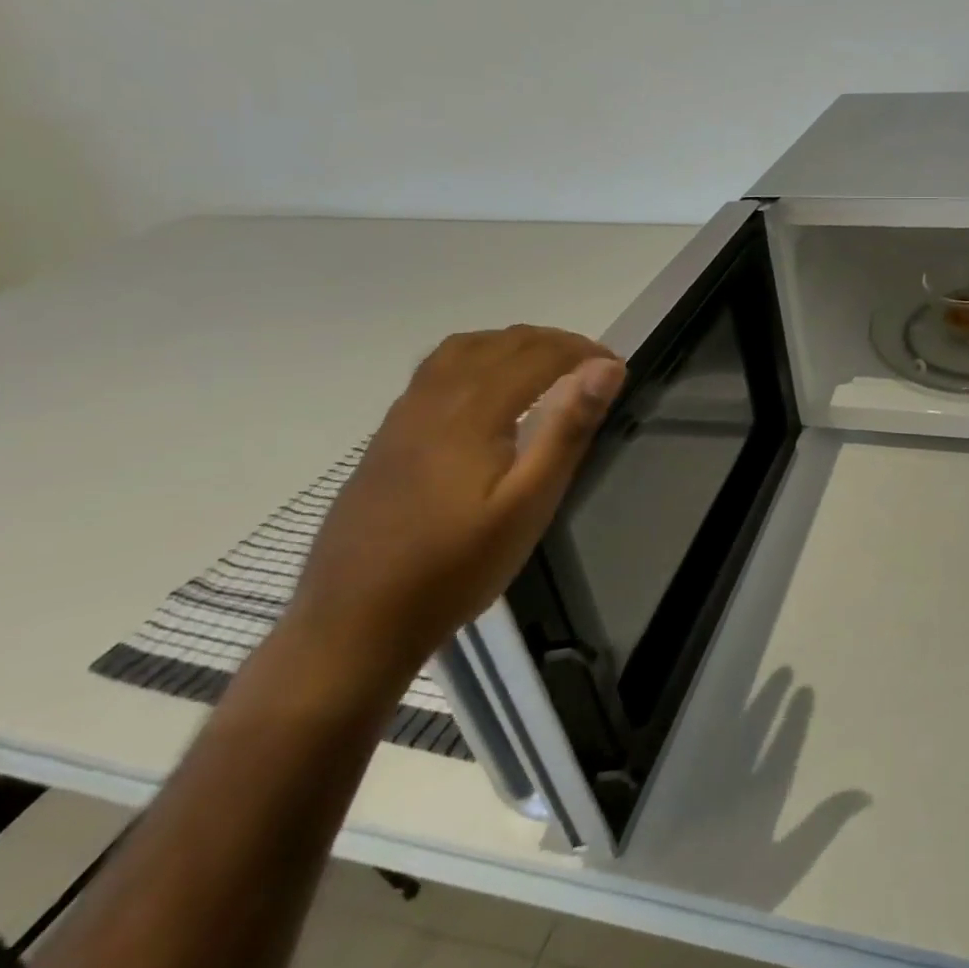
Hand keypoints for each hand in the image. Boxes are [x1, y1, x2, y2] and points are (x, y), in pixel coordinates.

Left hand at [288, 325, 625, 687]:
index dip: (582, 351)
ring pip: (462, 349)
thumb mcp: (528, 505)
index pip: (537, 354)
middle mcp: (433, 400)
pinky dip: (478, 358)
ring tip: (547, 366)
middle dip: (553, 342)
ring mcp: (403, 416)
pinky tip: (489, 392)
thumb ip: (568, 430)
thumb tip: (606, 370)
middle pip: (500, 343)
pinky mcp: (387, 436)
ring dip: (512, 343)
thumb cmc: (454, 568)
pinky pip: (437, 370)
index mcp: (471, 412)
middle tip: (593, 366)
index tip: (616, 368)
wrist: (352, 625)